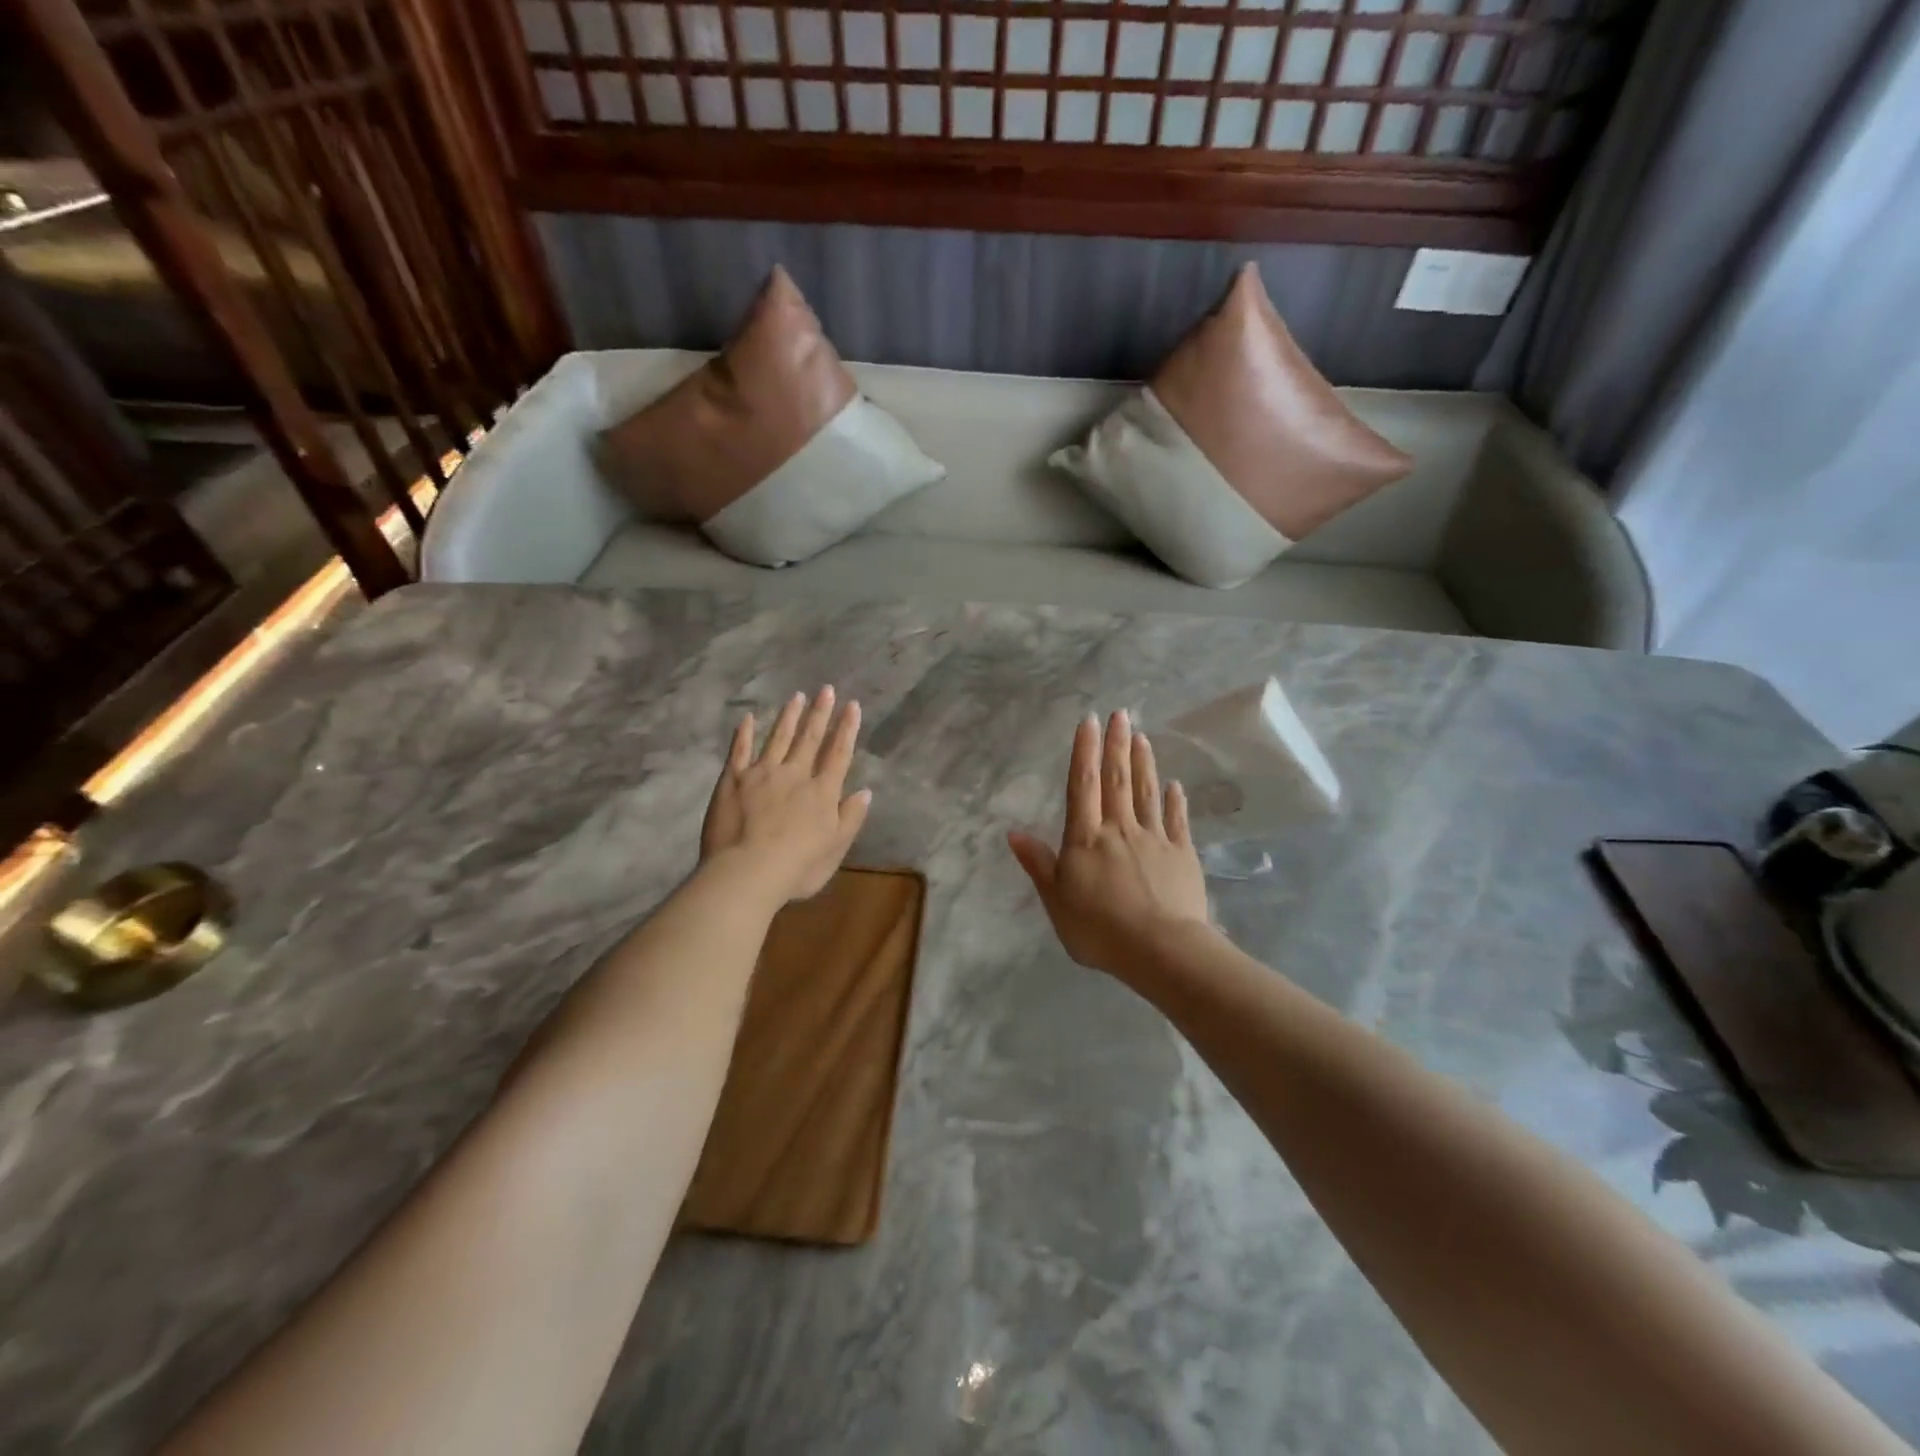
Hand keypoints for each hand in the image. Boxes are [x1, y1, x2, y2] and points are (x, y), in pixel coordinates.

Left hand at [701, 687, 871, 904]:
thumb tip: (865, 792)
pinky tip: (749, 718)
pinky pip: (740, 751)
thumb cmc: (797, 868)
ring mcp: (762, 773)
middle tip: (826, 689)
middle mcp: (795, 774)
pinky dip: (745, 733)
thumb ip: (850, 818)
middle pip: (810, 739)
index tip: (852, 705)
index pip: (839, 754)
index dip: (847, 729)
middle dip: (820, 713)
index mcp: (822, 792)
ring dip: (789, 717)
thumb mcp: (835, 849)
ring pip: (779, 738)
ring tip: (797, 697)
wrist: (747, 872)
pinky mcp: (733, 780)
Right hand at [1008, 710, 1210, 978]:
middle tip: (1121, 713)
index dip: (1084, 751)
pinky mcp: (1182, 855)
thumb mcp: (1056, 900)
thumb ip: (1039, 864)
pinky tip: (1175, 785)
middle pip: (1117, 780)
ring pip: (1147, 793)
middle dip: (1117, 745)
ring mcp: (1155, 839)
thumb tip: (1014, 833)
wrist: (1160, 950)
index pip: (1082, 786)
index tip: (1090, 721)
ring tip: (1142, 737)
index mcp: (1086, 838)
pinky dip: (1175, 801)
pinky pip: (1177, 821)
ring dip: (1143, 763)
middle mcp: (1120, 829)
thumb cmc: (1099, 929)